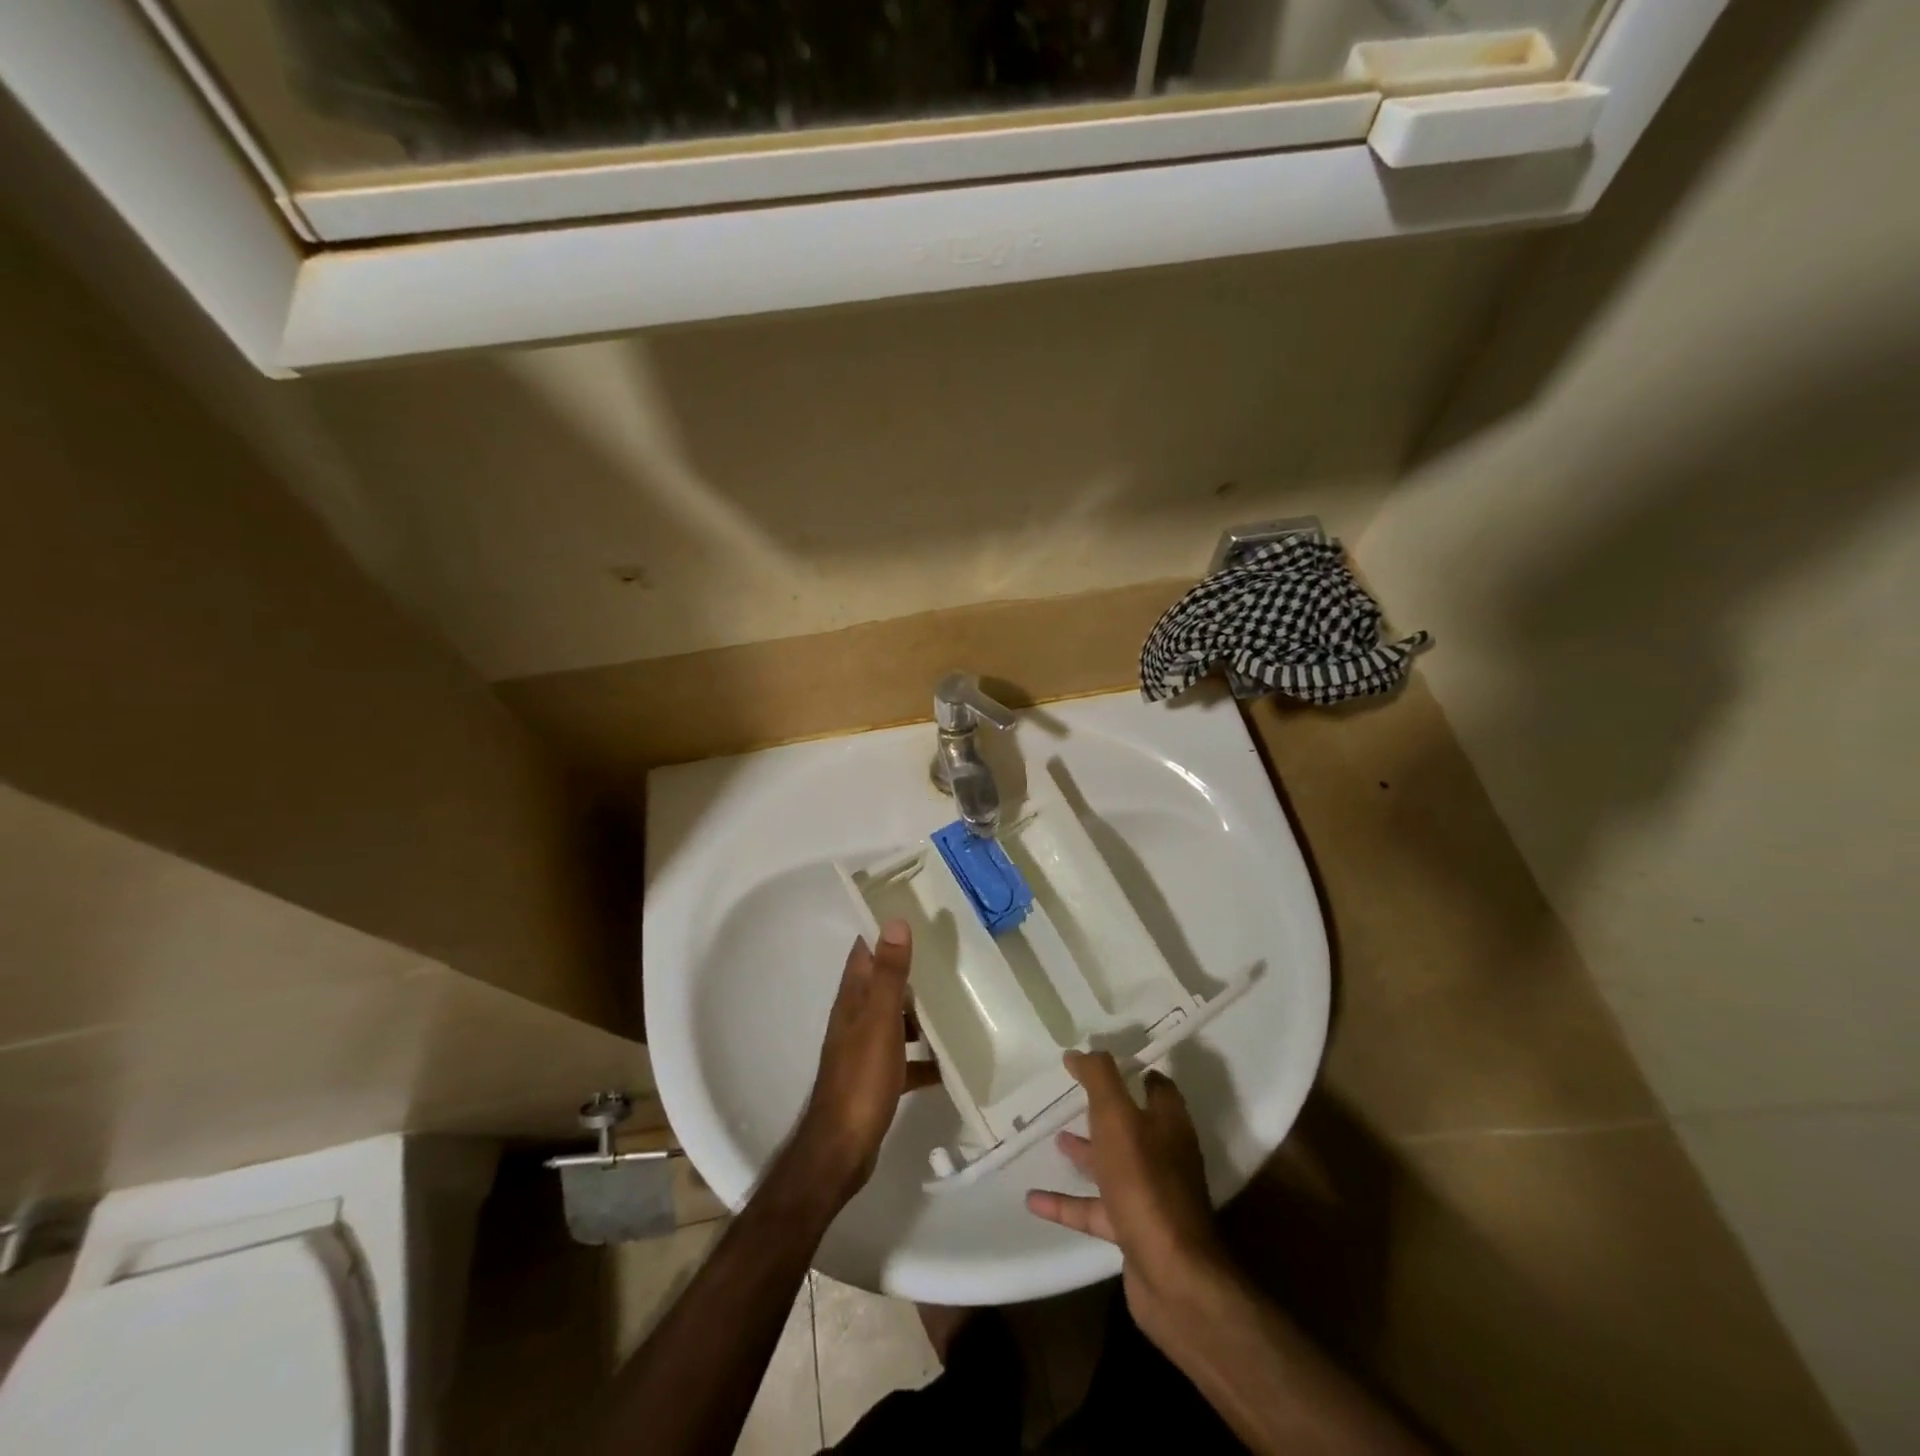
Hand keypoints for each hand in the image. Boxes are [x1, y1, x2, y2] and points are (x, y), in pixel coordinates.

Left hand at [786, 921, 939, 1206]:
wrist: (841, 1149)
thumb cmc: (860, 1078)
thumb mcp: (880, 1021)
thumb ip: (890, 974)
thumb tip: (895, 922)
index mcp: (853, 1000)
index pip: (865, 952)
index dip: (883, 931)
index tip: (914, 912)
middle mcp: (855, 1019)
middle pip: (883, 984)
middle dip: (911, 969)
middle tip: (949, 955)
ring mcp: (865, 1050)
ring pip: (896, 1020)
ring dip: (920, 1013)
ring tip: (957, 1003)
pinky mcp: (877, 1079)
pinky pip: (906, 1059)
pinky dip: (924, 1057)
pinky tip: (950, 1062)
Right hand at [1026, 1052, 1228, 1343]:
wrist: (1172, 1276)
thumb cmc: (1145, 1183)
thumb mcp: (1118, 1119)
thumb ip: (1100, 1079)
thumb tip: (1080, 1051)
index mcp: (1168, 1124)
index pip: (1156, 1087)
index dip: (1133, 1072)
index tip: (1101, 1062)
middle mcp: (1164, 1156)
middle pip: (1134, 1125)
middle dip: (1106, 1111)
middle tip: (1074, 1097)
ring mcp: (1150, 1196)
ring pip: (1114, 1166)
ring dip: (1087, 1153)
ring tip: (1055, 1138)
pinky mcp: (1133, 1231)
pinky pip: (1094, 1210)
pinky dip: (1066, 1203)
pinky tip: (1033, 1199)